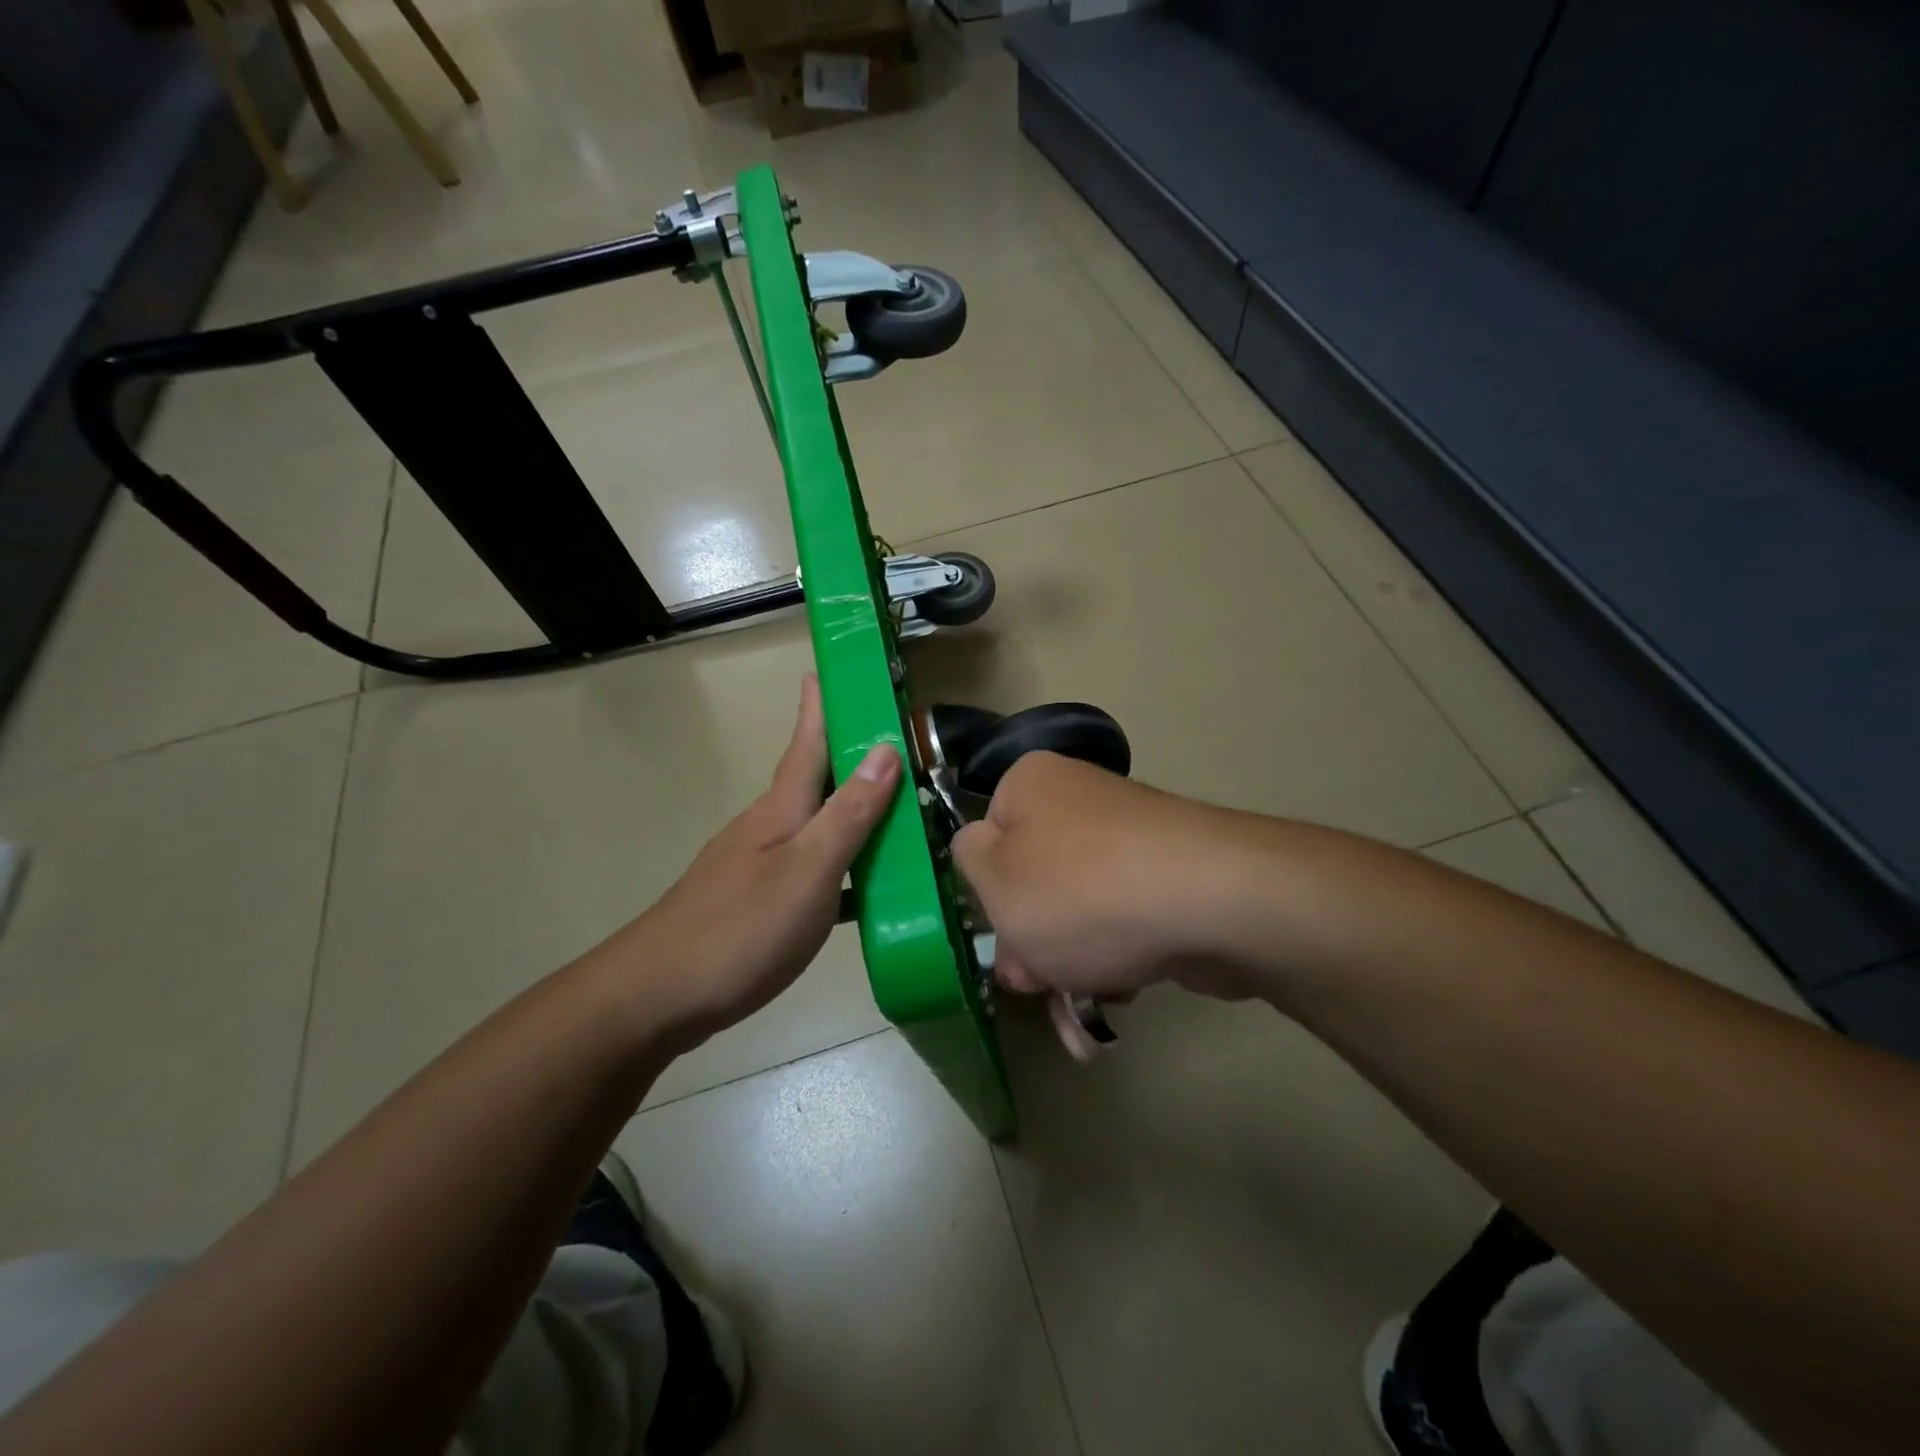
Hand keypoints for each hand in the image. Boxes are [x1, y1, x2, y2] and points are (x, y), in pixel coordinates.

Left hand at [608, 676, 899, 1048]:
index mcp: (781, 809)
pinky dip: (841, 867)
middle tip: (891, 744)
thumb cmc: (740, 928)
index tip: (825, 669)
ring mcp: (756, 866)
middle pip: (814, 781)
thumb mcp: (808, 869)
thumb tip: (885, 750)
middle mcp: (767, 827)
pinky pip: (811, 869)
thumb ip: (849, 814)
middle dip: (847, 756)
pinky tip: (864, 890)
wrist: (656, 997)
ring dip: (851, 813)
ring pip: (814, 826)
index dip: (818, 706)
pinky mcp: (754, 904)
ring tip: (894, 814)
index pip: (807, 742)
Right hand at [953, 753, 1260, 1002]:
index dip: (989, 897)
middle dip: (1031, 945)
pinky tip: (1121, 995)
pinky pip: (1121, 920)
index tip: (1003, 940)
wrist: (1213, 904)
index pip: (986, 838)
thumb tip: (982, 849)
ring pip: (1076, 911)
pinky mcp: (1169, 879)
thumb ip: (968, 860)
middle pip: (1033, 882)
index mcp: (1031, 784)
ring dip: (1069, 966)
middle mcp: (1081, 801)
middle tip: (1039, 986)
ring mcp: (1130, 840)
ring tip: (1082, 1008)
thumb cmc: (1080, 892)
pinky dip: (1113, 960)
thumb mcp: (995, 881)